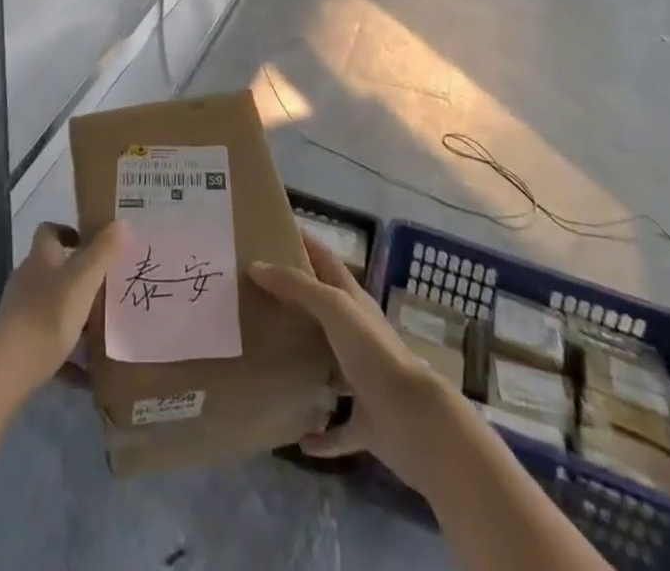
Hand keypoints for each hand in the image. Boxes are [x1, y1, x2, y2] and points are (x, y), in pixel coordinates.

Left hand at [0, 220, 130, 400]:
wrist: (7, 369)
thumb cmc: (48, 315)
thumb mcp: (83, 281)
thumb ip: (103, 253)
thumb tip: (123, 223)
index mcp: (41, 257)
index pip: (49, 231)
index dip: (68, 232)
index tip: (90, 243)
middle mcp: (28, 278)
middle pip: (52, 268)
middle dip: (77, 275)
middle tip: (104, 286)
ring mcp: (20, 310)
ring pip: (51, 303)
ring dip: (73, 311)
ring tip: (100, 326)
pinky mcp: (18, 341)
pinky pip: (48, 338)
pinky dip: (66, 350)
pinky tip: (85, 370)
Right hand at [250, 233, 455, 493]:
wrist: (415, 420)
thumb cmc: (373, 352)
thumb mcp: (333, 306)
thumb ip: (296, 286)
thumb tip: (256, 265)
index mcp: (352, 302)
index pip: (325, 260)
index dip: (304, 242)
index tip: (272, 231)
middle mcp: (358, 336)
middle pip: (324, 311)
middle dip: (295, 302)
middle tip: (254, 295)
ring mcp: (363, 379)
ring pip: (330, 366)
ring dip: (307, 363)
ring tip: (269, 357)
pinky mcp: (366, 422)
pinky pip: (339, 429)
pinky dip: (321, 434)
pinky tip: (299, 438)